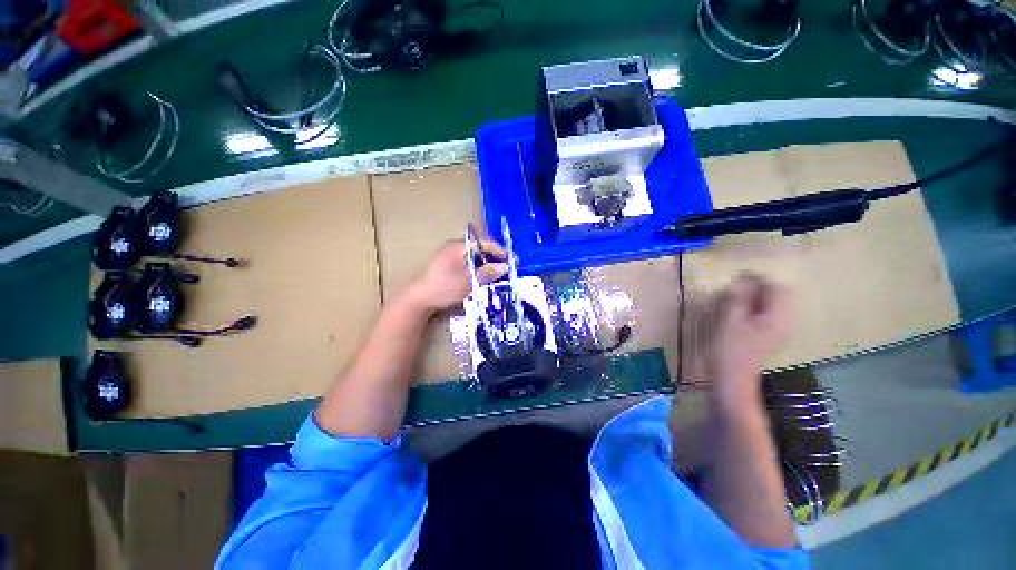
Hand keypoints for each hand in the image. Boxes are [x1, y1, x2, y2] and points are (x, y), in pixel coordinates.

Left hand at [405, 238, 507, 313]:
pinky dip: (477, 266)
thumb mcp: (468, 281)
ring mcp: (448, 255)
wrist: (418, 298)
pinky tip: (482, 275)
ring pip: (473, 255)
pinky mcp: (446, 264)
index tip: (513, 260)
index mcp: (458, 246)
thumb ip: (486, 273)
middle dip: (494, 256)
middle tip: (506, 267)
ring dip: (486, 262)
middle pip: (479, 247)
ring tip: (497, 272)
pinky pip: (467, 261)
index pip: (484, 243)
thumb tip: (504, 267)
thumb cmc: (443, 288)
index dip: (500, 251)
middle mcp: (453, 246)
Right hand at [706, 273, 793, 409]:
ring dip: (758, 296)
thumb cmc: (730, 348)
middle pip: (781, 294)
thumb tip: (743, 277)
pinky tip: (743, 312)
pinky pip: (771, 312)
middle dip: (760, 287)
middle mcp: (787, 321)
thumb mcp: (731, 319)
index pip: (777, 287)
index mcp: (779, 317)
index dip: (758, 279)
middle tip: (737, 289)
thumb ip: (740, 297)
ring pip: (776, 302)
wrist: (732, 376)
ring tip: (738, 299)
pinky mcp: (773, 334)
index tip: (738, 279)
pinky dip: (758, 306)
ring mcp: (781, 329)